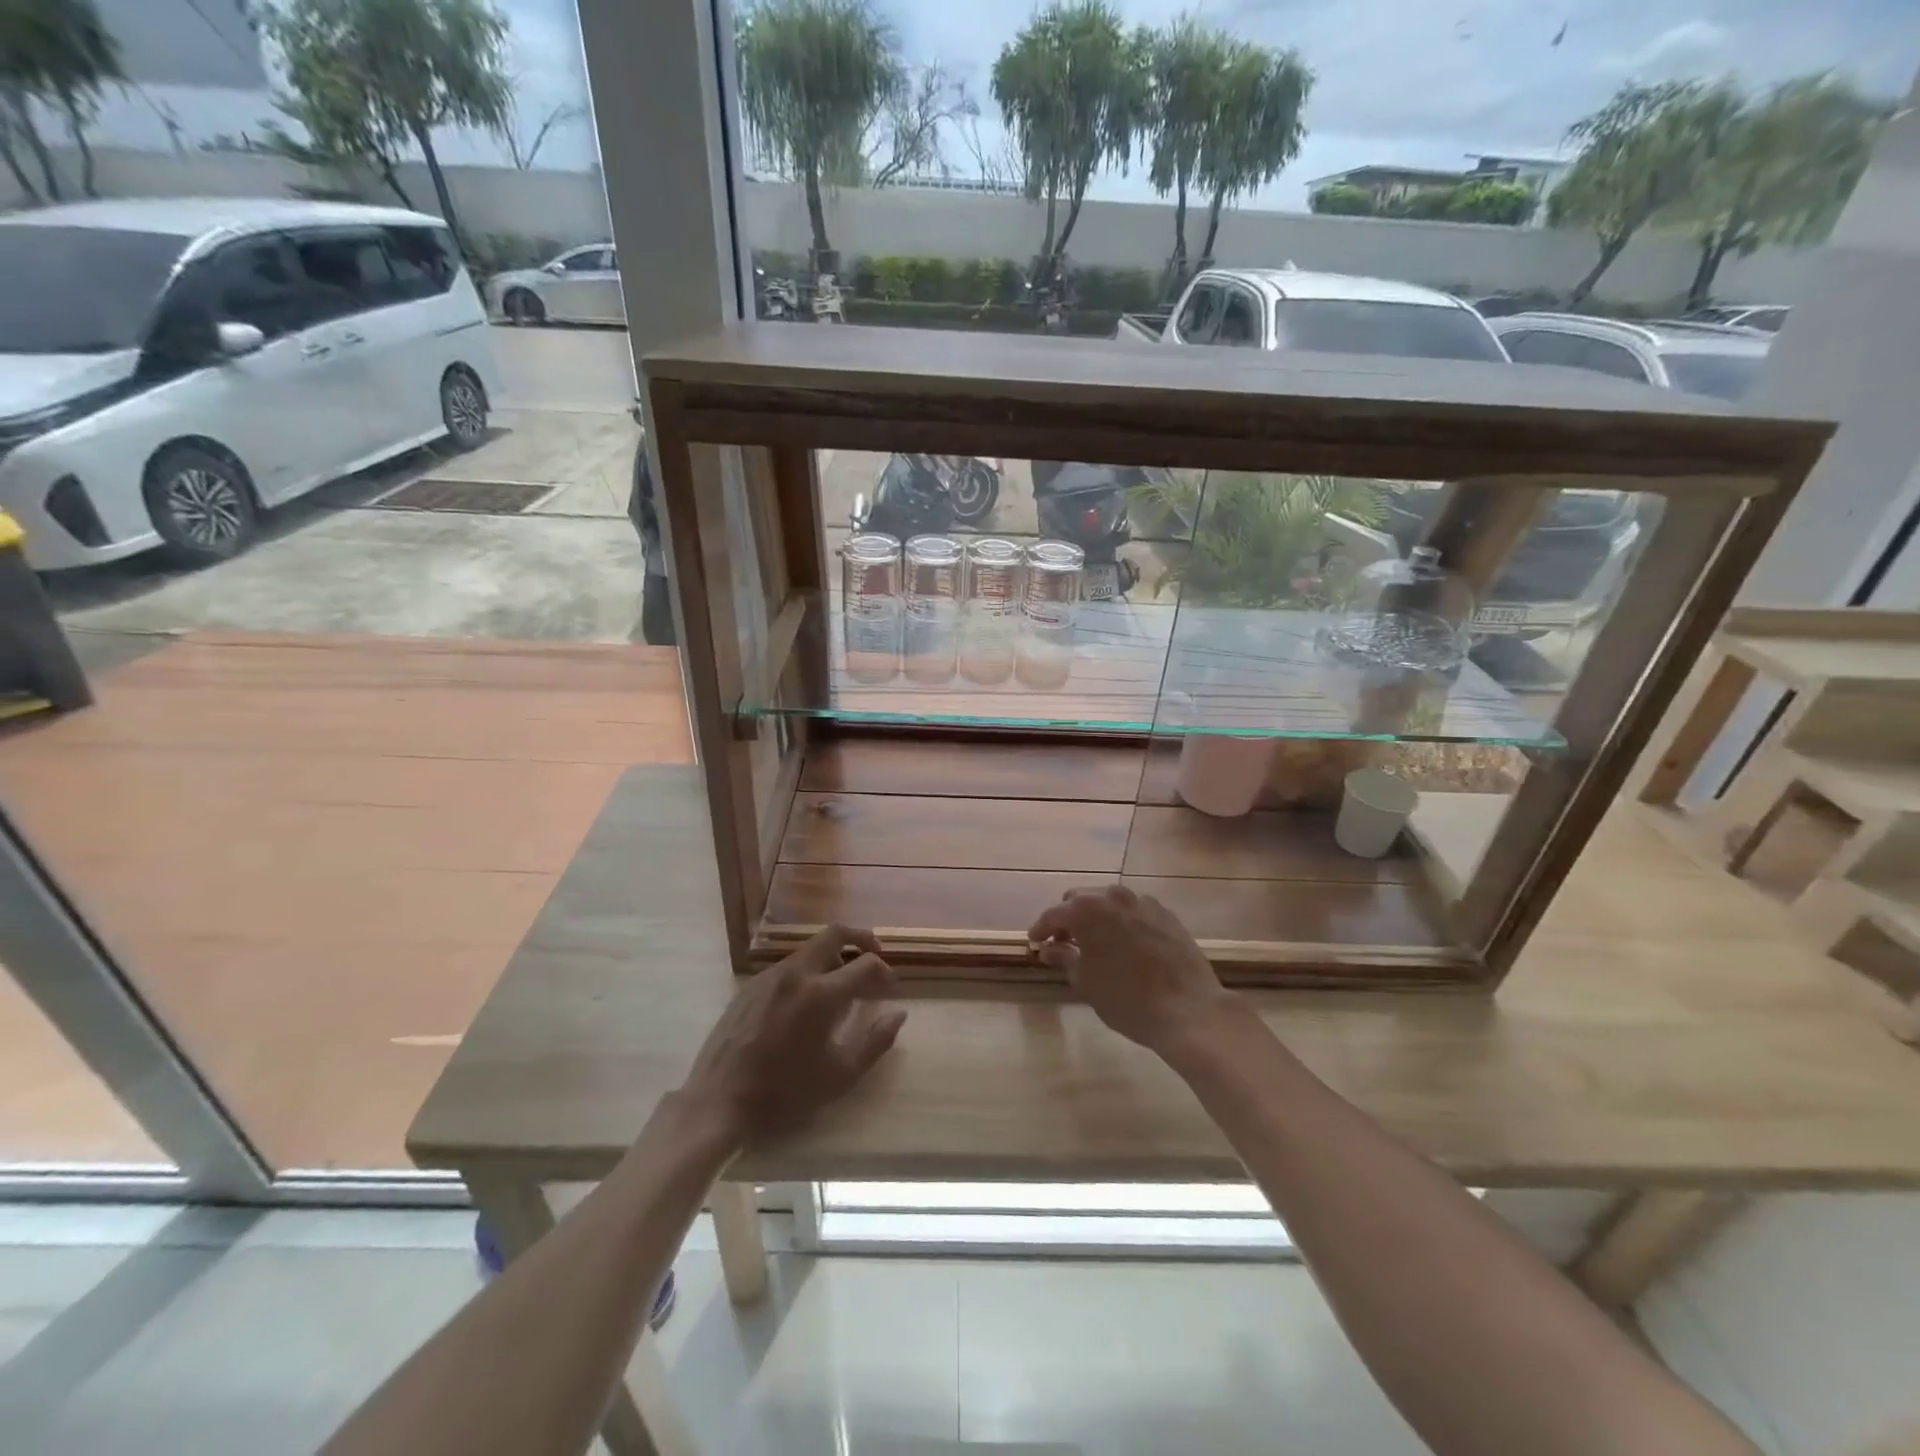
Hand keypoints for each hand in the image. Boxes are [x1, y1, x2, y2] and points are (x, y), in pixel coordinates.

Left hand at [680, 925, 905, 1144]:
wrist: (719, 1101)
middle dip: (860, 938)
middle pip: (834, 933)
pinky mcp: (750, 986)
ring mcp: (770, 976)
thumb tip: (898, 1014)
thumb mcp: (840, 1075)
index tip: (889, 985)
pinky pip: (787, 965)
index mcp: (822, 994)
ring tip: (841, 981)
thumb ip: (875, 1042)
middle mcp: (797, 973)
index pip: (865, 963)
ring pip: (809, 948)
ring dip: (832, 955)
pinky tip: (806, 999)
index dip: (883, 970)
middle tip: (873, 955)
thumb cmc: (785, 1092)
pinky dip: (807, 969)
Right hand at [1028, 885, 1238, 1051]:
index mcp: (1087, 910)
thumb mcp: (1086, 982)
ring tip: (1094, 943)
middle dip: (1068, 918)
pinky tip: (1125, 944)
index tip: (1034, 941)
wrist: (1188, 1009)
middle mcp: (1113, 896)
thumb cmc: (1127, 999)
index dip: (1041, 928)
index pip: (1054, 914)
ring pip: (1109, 902)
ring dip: (1096, 917)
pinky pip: (1134, 910)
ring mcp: (1143, 902)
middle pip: (1081, 900)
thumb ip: (1063, 958)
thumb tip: (1047, 948)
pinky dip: (1122, 921)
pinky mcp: (1166, 913)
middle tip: (1063, 943)